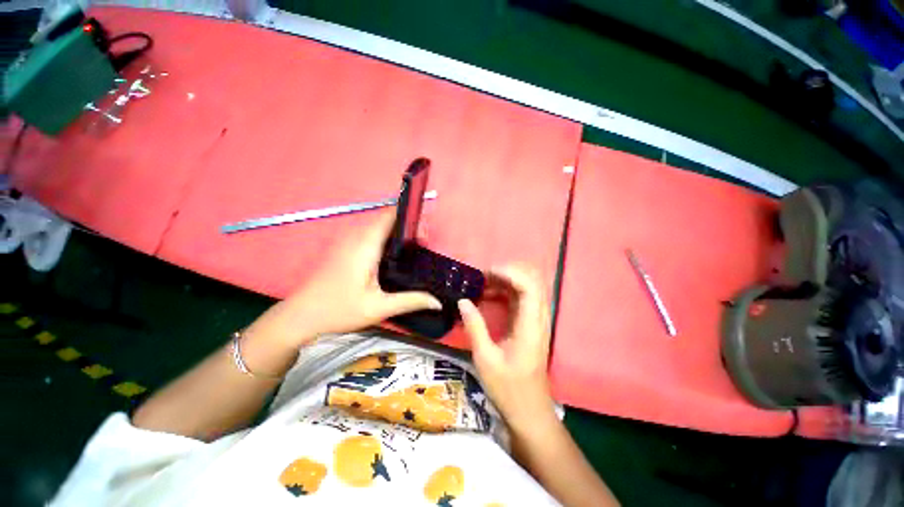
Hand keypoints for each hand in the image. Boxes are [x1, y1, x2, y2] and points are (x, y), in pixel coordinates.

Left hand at [248, 211, 441, 348]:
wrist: (300, 316)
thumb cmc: (339, 310)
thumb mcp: (378, 308)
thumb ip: (410, 301)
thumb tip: (437, 302)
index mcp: (365, 245)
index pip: (389, 216)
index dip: (409, 217)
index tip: (424, 233)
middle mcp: (356, 237)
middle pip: (386, 219)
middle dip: (407, 226)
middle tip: (423, 243)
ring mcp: (347, 241)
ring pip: (377, 225)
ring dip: (396, 231)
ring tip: (413, 247)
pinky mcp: (344, 248)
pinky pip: (369, 233)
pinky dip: (385, 237)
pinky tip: (393, 255)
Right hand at [458, 265, 554, 429]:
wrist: (529, 410)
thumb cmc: (508, 388)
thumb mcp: (485, 359)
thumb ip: (475, 326)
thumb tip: (463, 301)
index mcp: (531, 326)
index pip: (529, 286)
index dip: (509, 272)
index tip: (486, 273)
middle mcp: (539, 318)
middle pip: (533, 279)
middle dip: (508, 271)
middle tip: (483, 276)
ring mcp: (537, 319)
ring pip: (529, 285)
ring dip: (507, 279)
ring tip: (483, 283)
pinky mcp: (531, 322)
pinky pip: (522, 296)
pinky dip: (507, 289)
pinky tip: (489, 295)